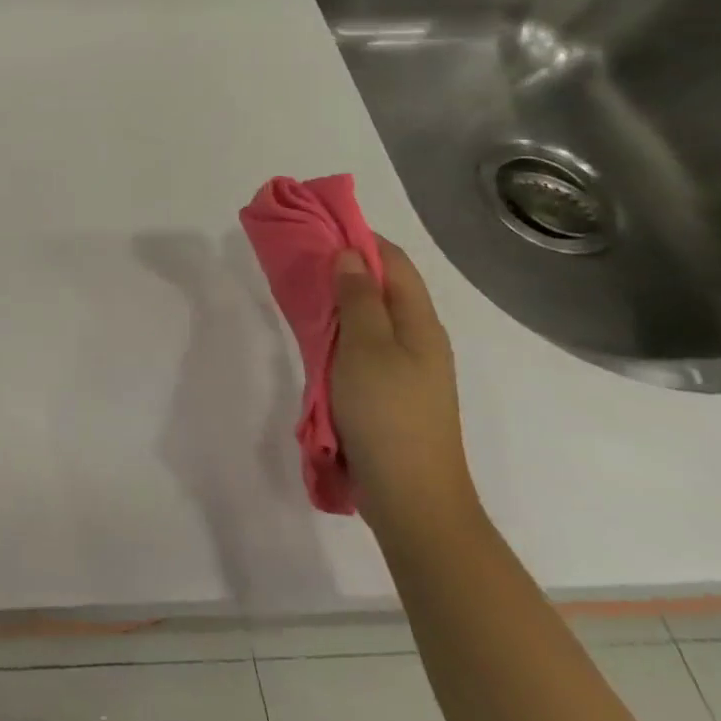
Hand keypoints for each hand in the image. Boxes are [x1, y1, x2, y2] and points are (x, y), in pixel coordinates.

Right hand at [329, 240, 481, 544]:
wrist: (411, 496)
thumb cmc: (387, 413)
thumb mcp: (366, 347)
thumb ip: (357, 298)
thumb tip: (349, 252)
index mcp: (420, 323)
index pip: (393, 262)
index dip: (359, 237)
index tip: (318, 224)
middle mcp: (419, 339)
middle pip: (382, 287)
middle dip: (344, 266)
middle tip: (300, 256)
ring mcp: (406, 368)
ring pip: (370, 317)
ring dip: (338, 298)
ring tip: (301, 289)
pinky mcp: (389, 392)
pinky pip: (363, 345)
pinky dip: (339, 330)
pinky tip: (315, 336)